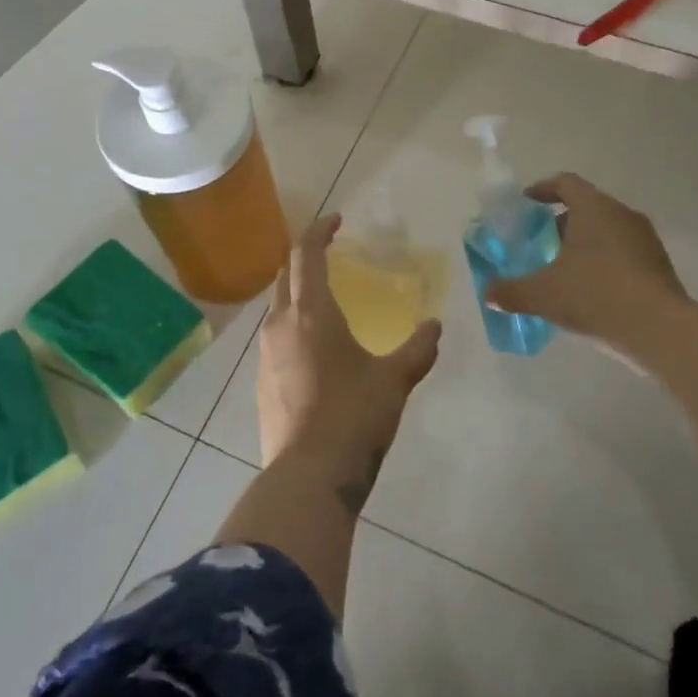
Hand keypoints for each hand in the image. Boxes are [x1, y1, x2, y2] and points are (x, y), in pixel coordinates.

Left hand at [257, 214, 441, 512]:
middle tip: (330, 255)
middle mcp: (280, 324)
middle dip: (305, 259)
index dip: (319, 231)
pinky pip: (275, 338)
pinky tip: (314, 348)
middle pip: (285, 276)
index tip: (337, 220)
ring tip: (325, 302)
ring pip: (277, 308)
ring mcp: (265, 354)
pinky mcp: (261, 382)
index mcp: (310, 312)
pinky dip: (292, 327)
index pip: (305, 253)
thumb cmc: (353, 416)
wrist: (308, 476)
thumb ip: (418, 350)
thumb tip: (436, 327)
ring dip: (296, 294)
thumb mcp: (394, 381)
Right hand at [487, 174, 697, 476]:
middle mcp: (622, 214)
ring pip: (607, 231)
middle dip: (560, 223)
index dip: (542, 189)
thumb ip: (511, 292)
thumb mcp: (543, 295)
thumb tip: (488, 294)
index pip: (565, 183)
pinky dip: (603, 262)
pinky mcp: (659, 265)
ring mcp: (645, 240)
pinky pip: (623, 253)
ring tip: (562, 270)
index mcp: (594, 208)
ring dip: (583, 244)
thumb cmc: (595, 296)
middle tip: (539, 243)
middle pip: (586, 207)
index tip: (526, 203)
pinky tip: (590, 291)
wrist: (660, 331)